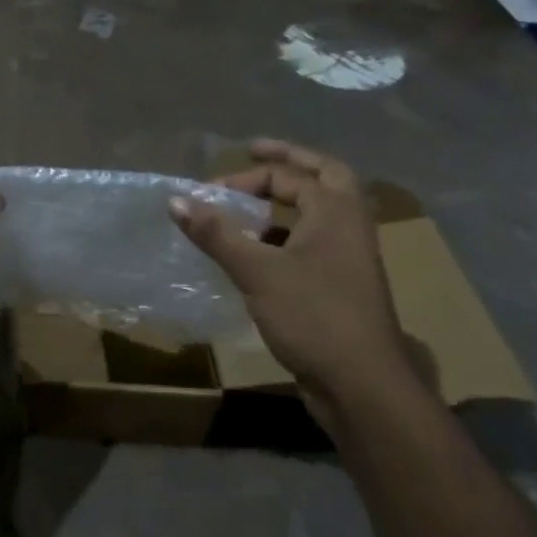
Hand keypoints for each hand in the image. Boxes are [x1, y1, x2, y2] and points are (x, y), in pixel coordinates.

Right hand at [171, 140, 417, 421]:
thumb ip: (215, 233)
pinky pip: (312, 243)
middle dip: (288, 162)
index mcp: (336, 212)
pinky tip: (257, 252)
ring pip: (320, 212)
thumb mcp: (256, 270)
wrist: (362, 384)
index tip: (208, 193)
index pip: (289, 175)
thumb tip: (175, 199)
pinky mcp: (340, 285)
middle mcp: (348, 227)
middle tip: (254, 152)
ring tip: (248, 207)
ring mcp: (349, 258)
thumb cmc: (313, 316)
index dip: (245, 178)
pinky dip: (285, 235)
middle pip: (324, 177)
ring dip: (286, 202)